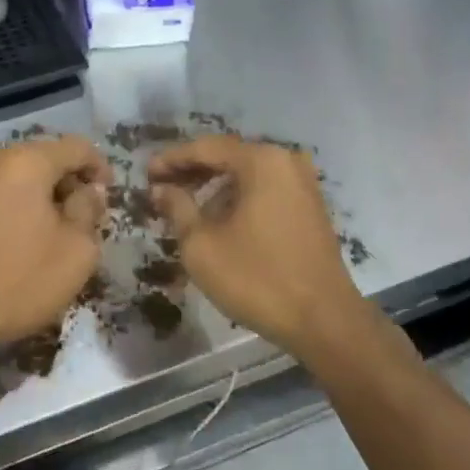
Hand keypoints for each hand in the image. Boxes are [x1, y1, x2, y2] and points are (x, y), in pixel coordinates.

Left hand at [0, 136, 107, 360]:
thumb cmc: (21, 279)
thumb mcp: (77, 249)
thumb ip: (89, 209)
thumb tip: (89, 191)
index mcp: (25, 161)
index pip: (76, 147)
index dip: (100, 168)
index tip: (109, 198)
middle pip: (45, 157)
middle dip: (69, 182)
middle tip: (85, 217)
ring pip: (19, 174)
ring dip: (43, 194)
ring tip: (56, 229)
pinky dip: (17, 203)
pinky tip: (25, 236)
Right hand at [147, 136, 365, 355]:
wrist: (324, 321)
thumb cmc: (256, 278)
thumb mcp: (202, 244)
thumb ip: (177, 207)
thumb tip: (161, 188)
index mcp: (261, 161)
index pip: (205, 148)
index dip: (171, 159)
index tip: (145, 174)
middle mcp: (285, 161)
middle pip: (228, 157)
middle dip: (191, 171)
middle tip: (160, 188)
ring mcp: (303, 184)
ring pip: (246, 175)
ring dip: (214, 186)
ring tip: (184, 207)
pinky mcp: (310, 208)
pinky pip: (264, 191)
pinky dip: (237, 198)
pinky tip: (218, 219)